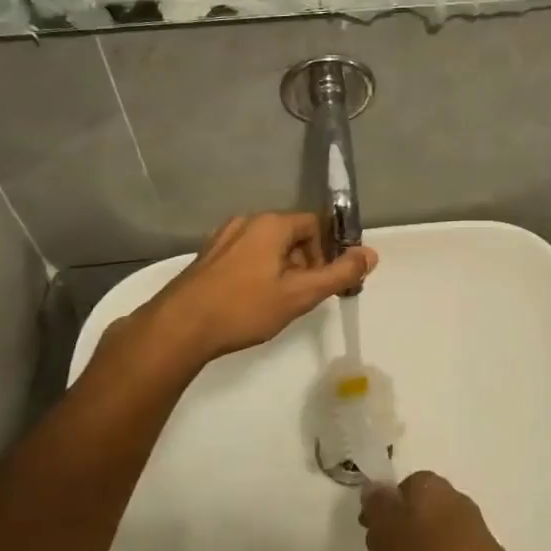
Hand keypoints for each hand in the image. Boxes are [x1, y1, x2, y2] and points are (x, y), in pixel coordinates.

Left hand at [128, 213, 375, 369]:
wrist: (179, 328)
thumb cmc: (244, 308)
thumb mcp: (300, 294)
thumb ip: (339, 274)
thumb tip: (371, 254)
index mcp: (270, 224)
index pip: (314, 225)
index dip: (325, 253)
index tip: (320, 283)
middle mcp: (246, 221)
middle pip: (291, 235)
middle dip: (304, 263)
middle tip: (300, 297)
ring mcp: (222, 238)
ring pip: (267, 247)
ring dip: (281, 270)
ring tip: (275, 303)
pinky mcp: (207, 257)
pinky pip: (245, 256)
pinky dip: (257, 273)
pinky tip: (249, 303)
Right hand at [361, 471, 537, 550]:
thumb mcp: (384, 533)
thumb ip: (376, 506)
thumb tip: (374, 487)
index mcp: (426, 482)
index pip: (398, 488)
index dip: (383, 512)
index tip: (374, 538)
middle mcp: (452, 493)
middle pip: (418, 507)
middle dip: (404, 529)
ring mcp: (472, 520)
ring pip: (436, 528)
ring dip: (423, 547)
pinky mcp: (485, 549)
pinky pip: (453, 549)